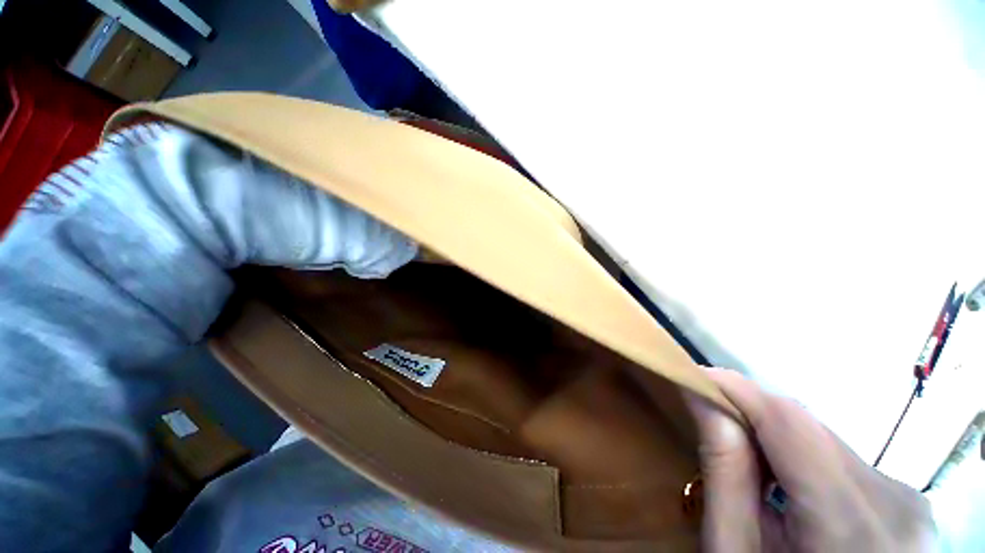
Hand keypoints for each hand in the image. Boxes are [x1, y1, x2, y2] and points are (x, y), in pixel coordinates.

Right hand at [690, 369, 936, 551]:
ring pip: (825, 439)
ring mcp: (909, 502)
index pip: (789, 422)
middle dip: (752, 415)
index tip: (692, 375)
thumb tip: (703, 398)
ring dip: (776, 437)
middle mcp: (894, 501)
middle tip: (709, 418)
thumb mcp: (735, 551)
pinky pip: (844, 460)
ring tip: (745, 458)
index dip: (736, 389)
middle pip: (809, 429)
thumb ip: (725, 475)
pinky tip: (786, 483)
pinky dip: (804, 458)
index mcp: (852, 525)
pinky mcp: (908, 503)